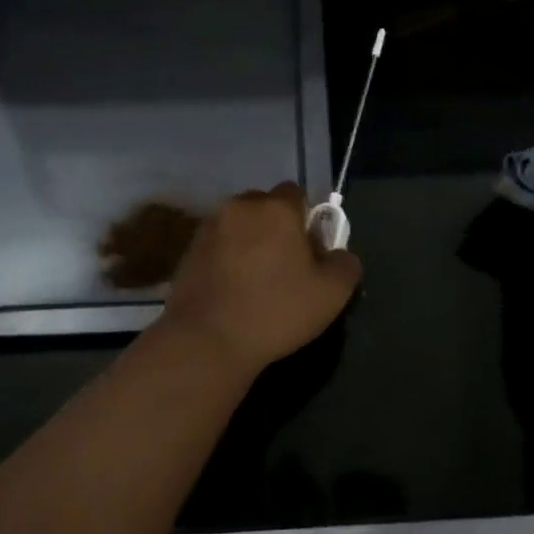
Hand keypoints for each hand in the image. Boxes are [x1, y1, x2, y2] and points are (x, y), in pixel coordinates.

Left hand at [158, 182, 362, 375]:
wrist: (206, 340)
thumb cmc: (276, 311)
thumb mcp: (332, 294)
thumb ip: (345, 264)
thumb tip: (337, 254)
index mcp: (276, 208)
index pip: (297, 194)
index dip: (306, 219)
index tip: (310, 251)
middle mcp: (239, 207)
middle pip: (264, 206)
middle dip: (275, 227)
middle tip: (284, 265)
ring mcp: (209, 228)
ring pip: (238, 225)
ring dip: (248, 242)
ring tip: (255, 281)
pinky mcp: (188, 251)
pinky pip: (217, 246)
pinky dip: (226, 259)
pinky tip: (232, 290)